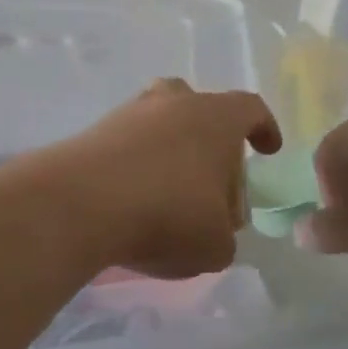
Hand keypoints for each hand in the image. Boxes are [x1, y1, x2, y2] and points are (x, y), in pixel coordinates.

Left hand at [60, 80, 281, 278]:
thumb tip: (213, 229)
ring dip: (170, 151)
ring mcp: (128, 113)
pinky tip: (134, 200)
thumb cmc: (167, 215)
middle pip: (200, 108)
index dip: (263, 128)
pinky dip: (136, 165)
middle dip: (212, 141)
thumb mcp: (215, 245)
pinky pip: (127, 144)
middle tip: (213, 181)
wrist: (80, 204)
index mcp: (215, 118)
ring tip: (170, 194)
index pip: (249, 109)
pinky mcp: (92, 132)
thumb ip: (224, 236)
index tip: (267, 150)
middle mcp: (173, 103)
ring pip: (159, 123)